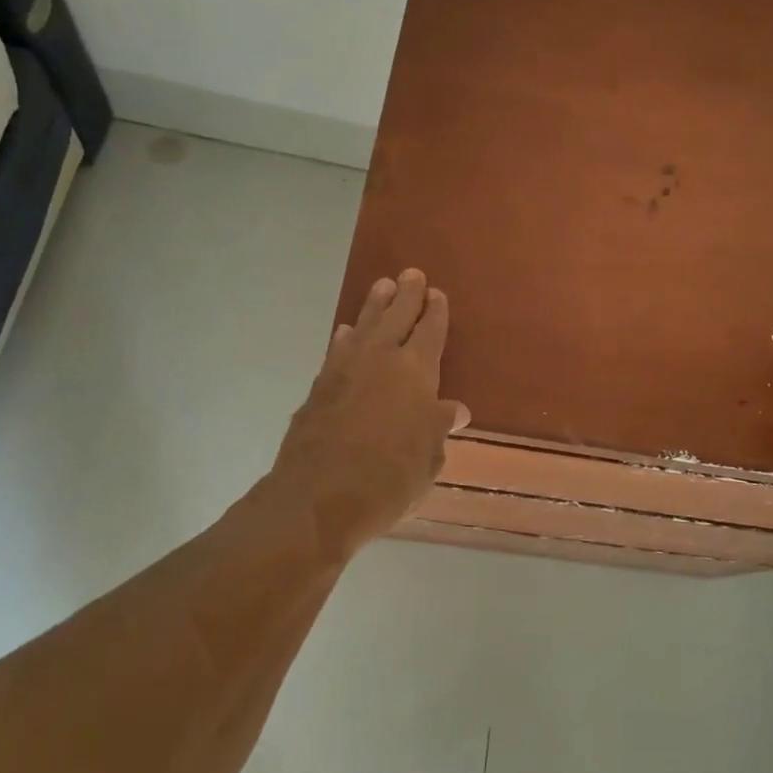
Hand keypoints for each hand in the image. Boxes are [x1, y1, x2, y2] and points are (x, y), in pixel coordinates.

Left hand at [270, 269, 469, 554]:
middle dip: (406, 294)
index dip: (435, 312)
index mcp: (416, 371)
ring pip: (364, 325)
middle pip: (396, 316)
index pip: (430, 331)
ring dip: (374, 306)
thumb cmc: (389, 479)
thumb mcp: (428, 459)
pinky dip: (346, 337)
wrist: (317, 498)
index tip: (436, 293)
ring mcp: (345, 369)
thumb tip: (454, 411)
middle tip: (411, 273)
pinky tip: (346, 333)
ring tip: (381, 287)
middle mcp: (381, 359)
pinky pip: (337, 349)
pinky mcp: (318, 386)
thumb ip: (438, 428)